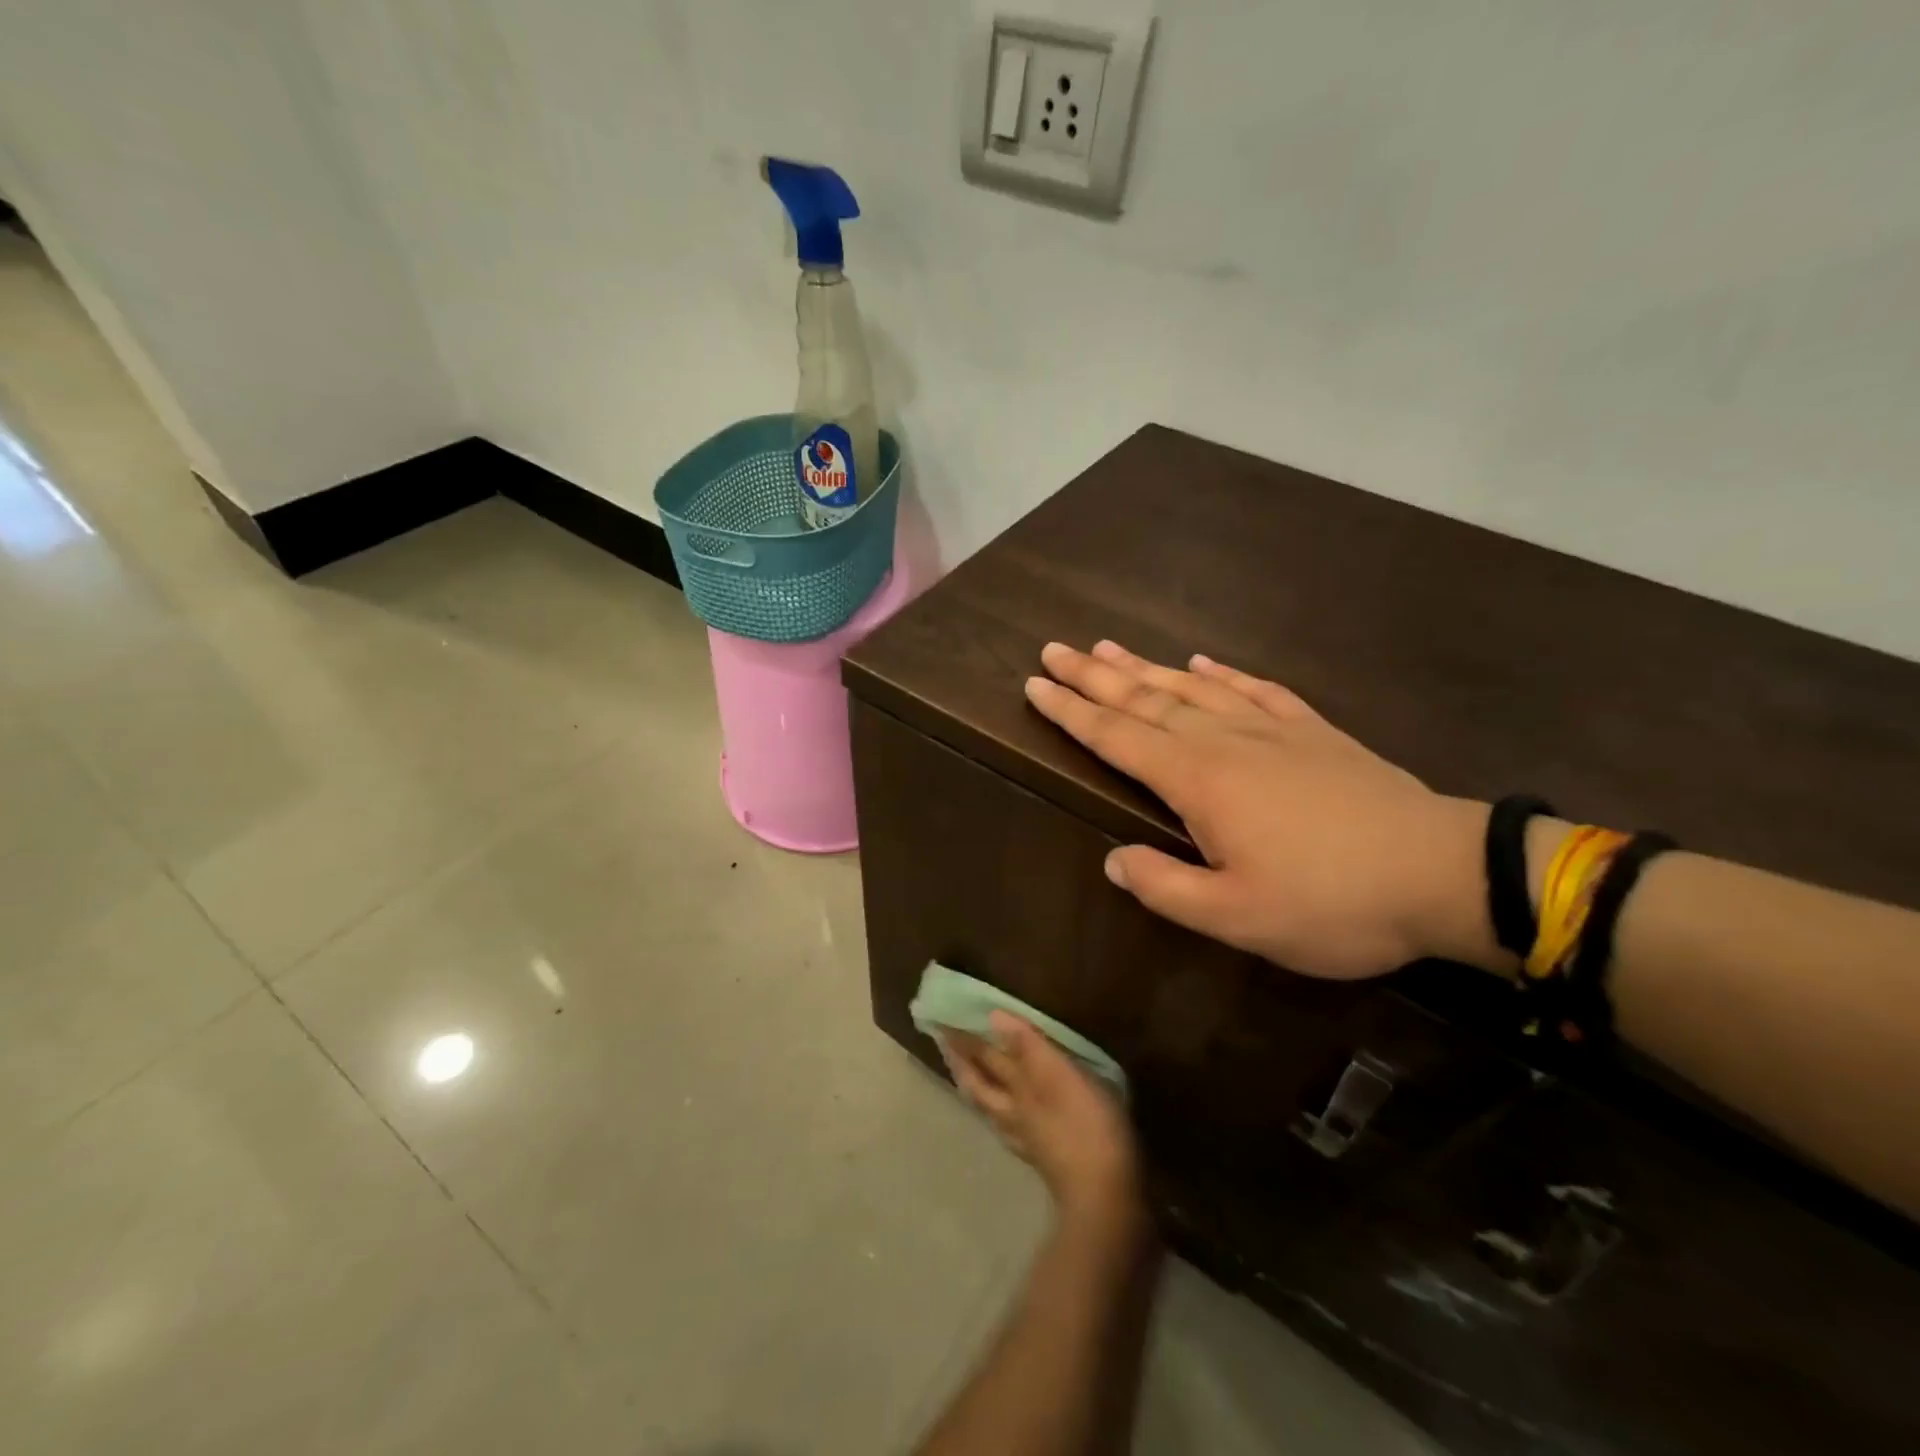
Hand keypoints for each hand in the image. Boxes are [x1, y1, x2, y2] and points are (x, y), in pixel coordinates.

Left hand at [941, 1012, 1142, 1222]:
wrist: (1105, 1197)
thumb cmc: (1085, 1125)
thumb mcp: (1059, 1076)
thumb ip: (1028, 1046)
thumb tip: (993, 1016)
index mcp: (1017, 1088)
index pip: (984, 1057)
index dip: (964, 1040)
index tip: (941, 1022)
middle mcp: (1013, 1112)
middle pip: (980, 1085)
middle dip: (962, 1063)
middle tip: (944, 1045)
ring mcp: (1026, 1138)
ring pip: (991, 1109)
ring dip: (977, 1089)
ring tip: (967, 1077)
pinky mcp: (1043, 1159)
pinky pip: (1011, 1130)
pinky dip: (1002, 1117)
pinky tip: (1007, 1120)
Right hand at [1024, 641, 1495, 980]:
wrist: (1443, 873)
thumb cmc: (1332, 902)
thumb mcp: (1238, 918)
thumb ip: (1165, 888)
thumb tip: (1114, 860)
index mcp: (1199, 781)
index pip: (1117, 737)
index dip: (1072, 712)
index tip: (1035, 686)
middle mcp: (1225, 741)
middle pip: (1145, 699)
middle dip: (1094, 675)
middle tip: (1054, 650)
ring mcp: (1272, 729)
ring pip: (1191, 688)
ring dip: (1145, 667)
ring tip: (1107, 646)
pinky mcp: (1312, 731)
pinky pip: (1254, 689)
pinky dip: (1223, 672)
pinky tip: (1204, 661)